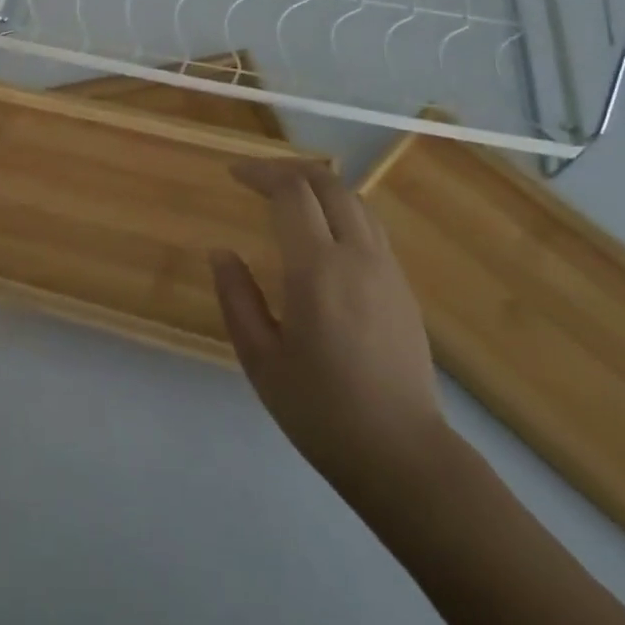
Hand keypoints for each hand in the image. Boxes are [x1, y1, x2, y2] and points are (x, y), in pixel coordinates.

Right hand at [212, 161, 451, 518]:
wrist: (402, 455)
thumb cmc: (321, 410)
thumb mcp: (260, 359)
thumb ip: (236, 298)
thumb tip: (222, 252)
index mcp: (317, 269)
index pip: (291, 192)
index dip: (261, 172)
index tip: (234, 174)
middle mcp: (357, 255)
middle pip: (328, 183)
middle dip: (289, 169)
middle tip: (257, 178)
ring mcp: (387, 268)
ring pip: (355, 199)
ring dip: (318, 185)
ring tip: (287, 196)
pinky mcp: (402, 286)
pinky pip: (370, 225)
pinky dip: (341, 209)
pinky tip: (322, 232)